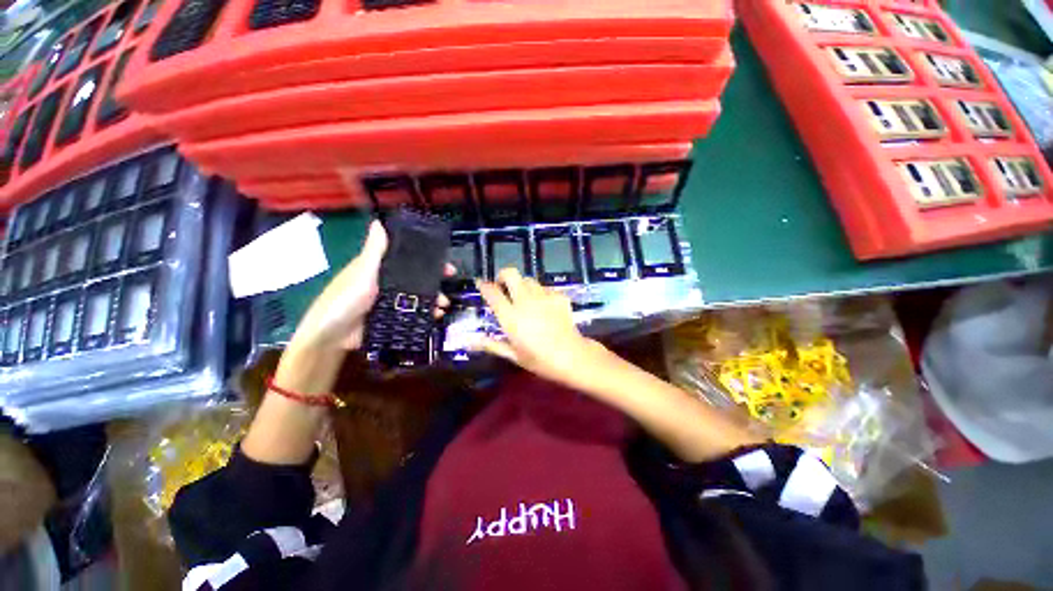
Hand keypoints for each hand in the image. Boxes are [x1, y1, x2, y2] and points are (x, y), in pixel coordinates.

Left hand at [290, 220, 451, 351]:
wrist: (333, 335)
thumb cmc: (346, 298)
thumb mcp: (362, 271)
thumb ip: (374, 250)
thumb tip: (378, 222)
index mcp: (382, 269)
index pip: (410, 260)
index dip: (429, 261)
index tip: (446, 265)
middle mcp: (389, 283)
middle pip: (418, 280)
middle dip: (436, 283)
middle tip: (449, 288)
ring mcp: (392, 303)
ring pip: (419, 298)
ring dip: (434, 300)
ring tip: (443, 307)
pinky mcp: (393, 319)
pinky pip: (414, 314)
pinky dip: (426, 315)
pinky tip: (435, 317)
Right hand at [475, 268, 605, 388]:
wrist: (572, 356)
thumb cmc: (540, 360)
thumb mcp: (513, 355)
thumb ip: (490, 344)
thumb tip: (468, 342)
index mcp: (511, 316)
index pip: (492, 293)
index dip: (483, 285)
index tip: (480, 284)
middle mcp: (525, 301)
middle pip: (511, 273)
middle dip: (503, 275)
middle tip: (502, 286)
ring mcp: (544, 296)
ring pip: (528, 279)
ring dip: (522, 285)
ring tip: (523, 298)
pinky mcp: (559, 296)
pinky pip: (545, 287)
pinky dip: (539, 293)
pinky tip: (543, 305)